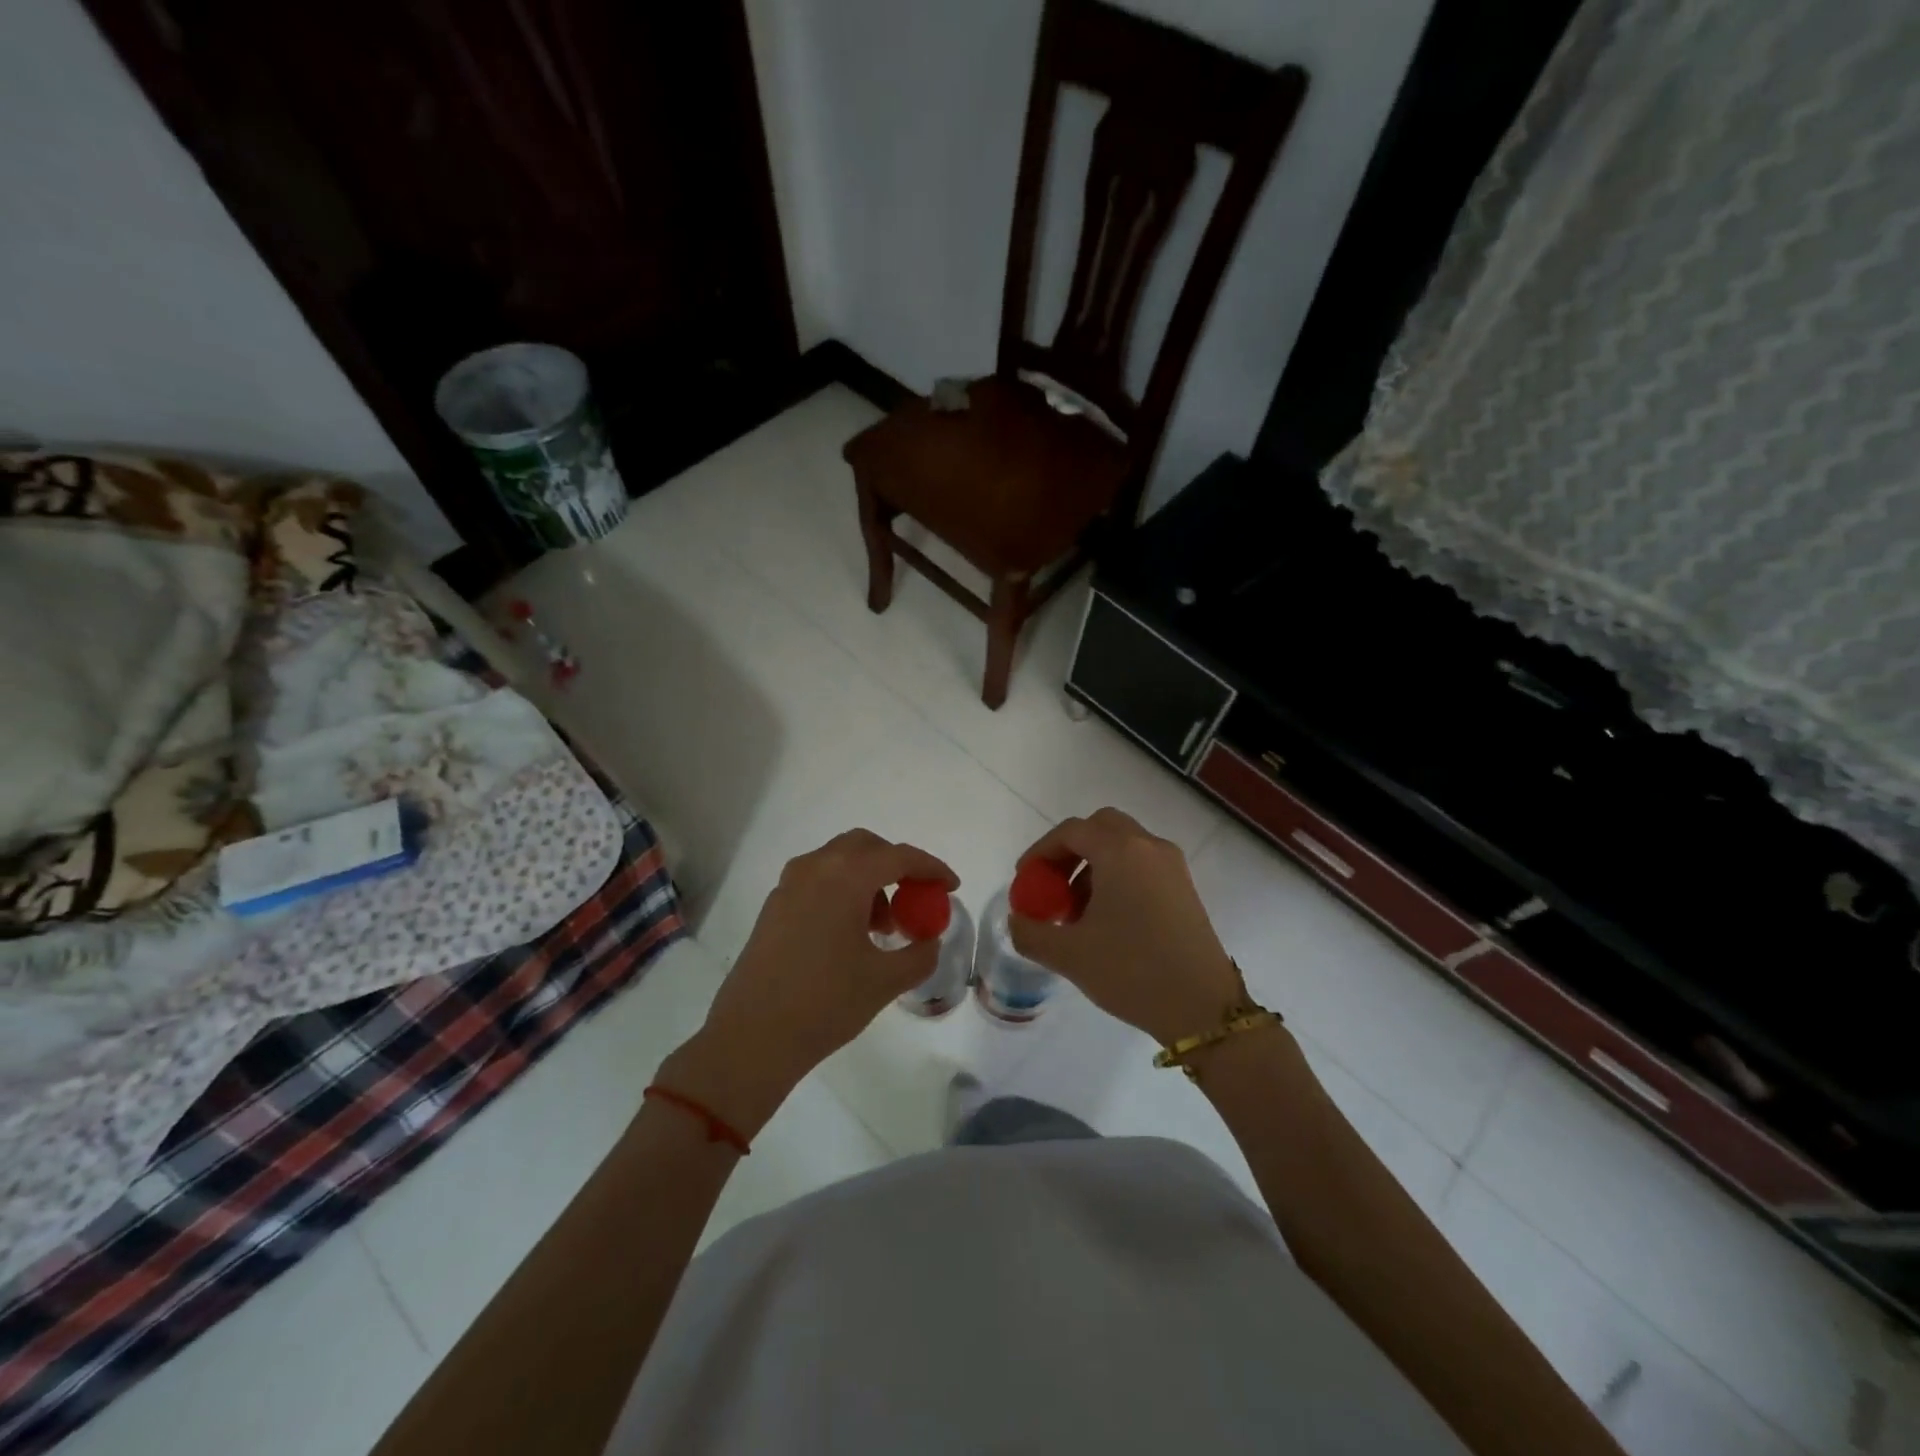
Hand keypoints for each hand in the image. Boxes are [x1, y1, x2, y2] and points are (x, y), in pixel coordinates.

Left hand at [662, 830, 957, 1138]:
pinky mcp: (774, 905)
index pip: (899, 856)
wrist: (751, 1038)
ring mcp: (789, 885)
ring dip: (869, 880)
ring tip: (883, 927)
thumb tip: (929, 940)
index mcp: (845, 877)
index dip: (931, 868)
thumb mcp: (885, 981)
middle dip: (896, 866)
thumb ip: (920, 954)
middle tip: (915, 899)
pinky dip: (843, 892)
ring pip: (839, 862)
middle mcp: (815, 868)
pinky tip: (850, 935)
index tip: (951, 887)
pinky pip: (818, 880)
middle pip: (866, 847)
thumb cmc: (825, 1003)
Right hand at [1009, 808, 1244, 1045]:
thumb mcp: (1069, 955)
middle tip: (1052, 883)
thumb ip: (1030, 932)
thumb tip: (1017, 921)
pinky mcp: (1185, 888)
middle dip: (1071, 850)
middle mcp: (1149, 847)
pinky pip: (1143, 864)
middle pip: (1101, 827)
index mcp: (1120, 852)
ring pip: (1124, 845)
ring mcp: (1172, 866)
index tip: (1026, 880)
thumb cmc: (1131, 971)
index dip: (1041, 852)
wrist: (1202, 1007)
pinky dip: (1118, 875)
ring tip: (1077, 909)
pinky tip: (1108, 918)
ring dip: (1094, 864)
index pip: (1071, 832)